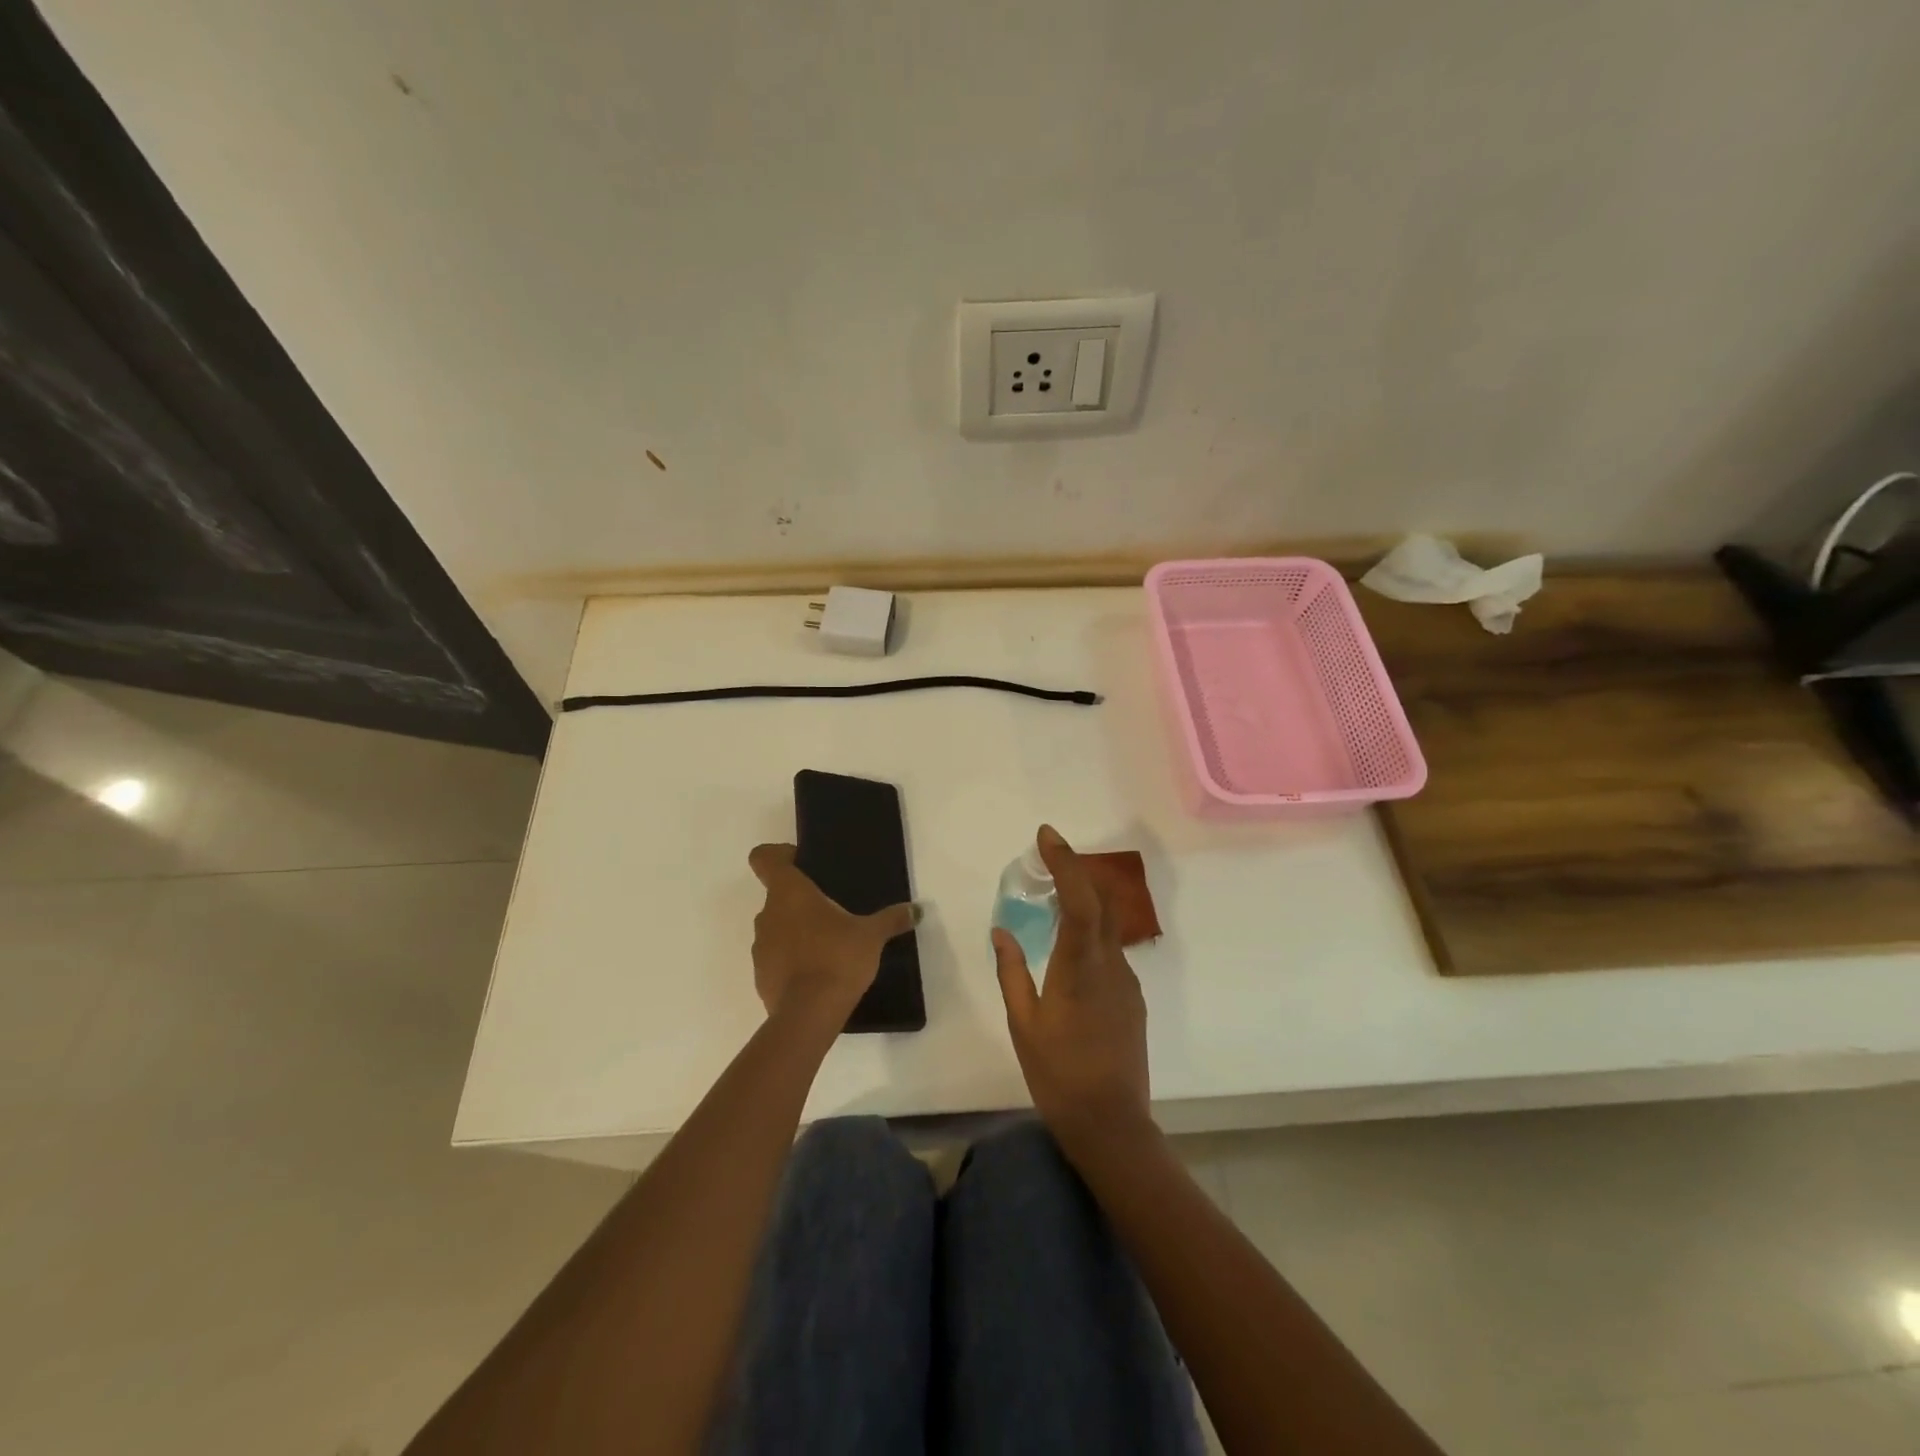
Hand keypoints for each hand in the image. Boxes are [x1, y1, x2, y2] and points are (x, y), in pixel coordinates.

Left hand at [748, 843, 915, 1023]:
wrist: (809, 1015)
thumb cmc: (838, 958)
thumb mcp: (872, 936)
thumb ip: (891, 919)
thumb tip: (915, 910)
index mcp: (789, 892)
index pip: (764, 858)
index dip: (778, 855)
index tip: (801, 864)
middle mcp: (767, 914)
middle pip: (776, 895)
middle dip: (800, 900)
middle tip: (831, 910)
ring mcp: (760, 947)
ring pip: (776, 927)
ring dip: (795, 931)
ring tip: (827, 944)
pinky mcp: (760, 977)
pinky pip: (776, 958)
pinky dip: (791, 961)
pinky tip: (817, 973)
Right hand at [992, 825, 1151, 1153]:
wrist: (1111, 1123)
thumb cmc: (1058, 1074)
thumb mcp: (1022, 1023)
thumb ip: (1011, 971)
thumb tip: (1000, 931)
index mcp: (1079, 966)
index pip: (1077, 898)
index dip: (1064, 861)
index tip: (1046, 836)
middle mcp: (1110, 963)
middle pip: (1099, 901)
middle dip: (1075, 870)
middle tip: (1047, 856)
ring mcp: (1127, 980)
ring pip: (1107, 925)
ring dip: (1083, 901)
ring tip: (1052, 897)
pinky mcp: (1132, 997)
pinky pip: (1110, 950)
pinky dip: (1090, 932)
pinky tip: (1069, 947)